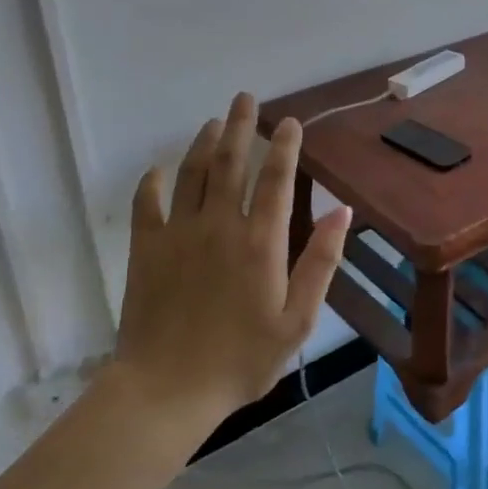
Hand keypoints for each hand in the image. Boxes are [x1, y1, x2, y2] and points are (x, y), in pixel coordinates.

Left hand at [116, 92, 351, 415]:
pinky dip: (153, 182)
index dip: (285, 146)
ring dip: (203, 144)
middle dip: (240, 126)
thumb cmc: (241, 359)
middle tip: (244, 98)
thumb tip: (341, 211)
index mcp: (261, 242)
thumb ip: (321, 261)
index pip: (275, 179)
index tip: (289, 122)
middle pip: (231, 163)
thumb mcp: (298, 319)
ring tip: (213, 122)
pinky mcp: (146, 250)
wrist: (167, 390)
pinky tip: (159, 170)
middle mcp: (220, 225)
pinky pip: (147, 204)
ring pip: (192, 174)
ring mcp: (178, 234)